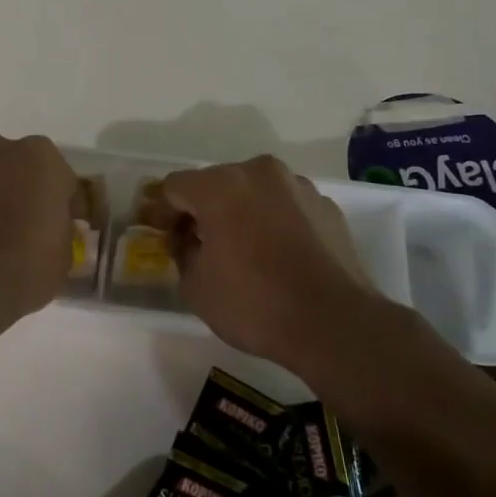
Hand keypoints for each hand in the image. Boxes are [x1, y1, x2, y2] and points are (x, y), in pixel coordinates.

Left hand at [0, 131, 77, 325]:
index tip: (61, 228)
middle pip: (15, 166)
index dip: (62, 204)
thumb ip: (60, 229)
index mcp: (39, 156)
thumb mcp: (65, 253)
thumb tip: (50, 229)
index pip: (60, 177)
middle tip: (24, 226)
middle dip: (20, 188)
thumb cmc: (25, 265)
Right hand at [159, 156, 377, 367]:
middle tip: (197, 244)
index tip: (161, 235)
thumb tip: (186, 241)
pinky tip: (277, 256)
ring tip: (242, 251)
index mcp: (220, 186)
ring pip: (254, 192)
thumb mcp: (195, 287)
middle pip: (216, 183)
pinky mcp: (327, 207)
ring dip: (240, 212)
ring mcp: (298, 187)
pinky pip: (286, 207)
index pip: (174, 186)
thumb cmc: (254, 303)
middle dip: (202, 210)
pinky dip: (274, 222)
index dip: (161, 211)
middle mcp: (259, 173)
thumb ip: (181, 253)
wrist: (334, 323)